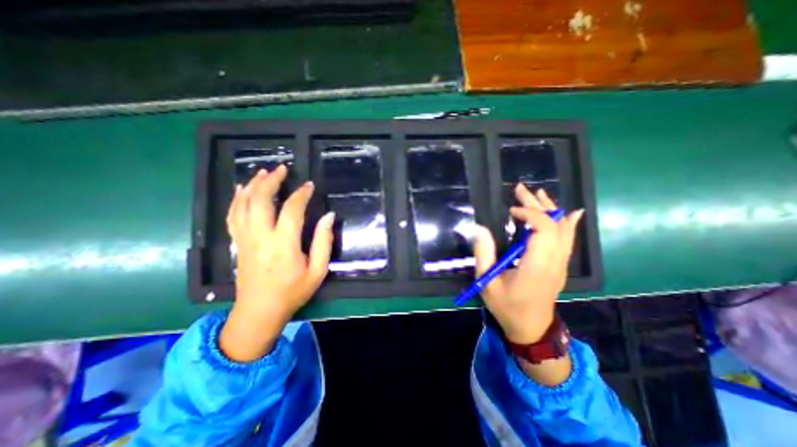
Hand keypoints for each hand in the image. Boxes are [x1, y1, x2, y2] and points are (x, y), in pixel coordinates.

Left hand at [217, 165, 332, 361]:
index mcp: (283, 245)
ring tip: (263, 173)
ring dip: (253, 185)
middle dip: (271, 181)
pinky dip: (237, 199)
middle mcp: (261, 237)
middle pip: (260, 200)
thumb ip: (324, 242)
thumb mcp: (318, 270)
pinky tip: (242, 190)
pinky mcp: (237, 243)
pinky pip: (233, 216)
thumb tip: (328, 217)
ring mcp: (245, 239)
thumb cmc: (293, 291)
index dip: (301, 194)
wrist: (260, 311)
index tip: (309, 186)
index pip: (291, 210)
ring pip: (243, 204)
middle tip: (282, 169)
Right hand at [468, 183, 583, 343]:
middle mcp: (555, 262)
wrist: (530, 328)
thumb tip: (480, 228)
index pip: (544, 230)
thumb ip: (484, 254)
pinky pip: (568, 239)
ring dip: (550, 209)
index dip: (529, 214)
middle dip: (537, 204)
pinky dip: (568, 223)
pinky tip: (569, 212)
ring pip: (563, 230)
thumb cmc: (506, 306)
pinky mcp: (561, 265)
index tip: (510, 211)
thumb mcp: (487, 282)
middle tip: (521, 189)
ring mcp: (561, 264)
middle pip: (554, 225)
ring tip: (539, 193)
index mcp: (537, 266)